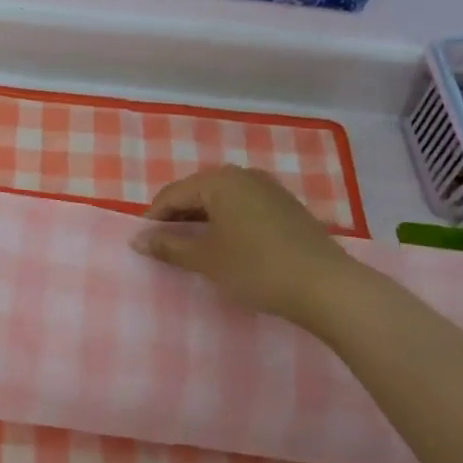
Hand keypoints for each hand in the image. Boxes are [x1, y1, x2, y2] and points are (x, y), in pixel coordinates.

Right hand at [132, 164, 360, 327]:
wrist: (326, 287)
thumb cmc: (256, 268)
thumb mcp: (206, 259)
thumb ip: (168, 246)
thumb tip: (136, 240)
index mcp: (220, 180)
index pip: (172, 194)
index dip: (153, 219)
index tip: (143, 244)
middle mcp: (244, 175)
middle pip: (197, 193)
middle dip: (178, 218)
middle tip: (166, 247)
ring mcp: (269, 189)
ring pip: (222, 200)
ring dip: (202, 221)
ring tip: (194, 249)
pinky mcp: (287, 207)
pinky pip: (244, 208)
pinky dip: (227, 223)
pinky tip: (228, 247)